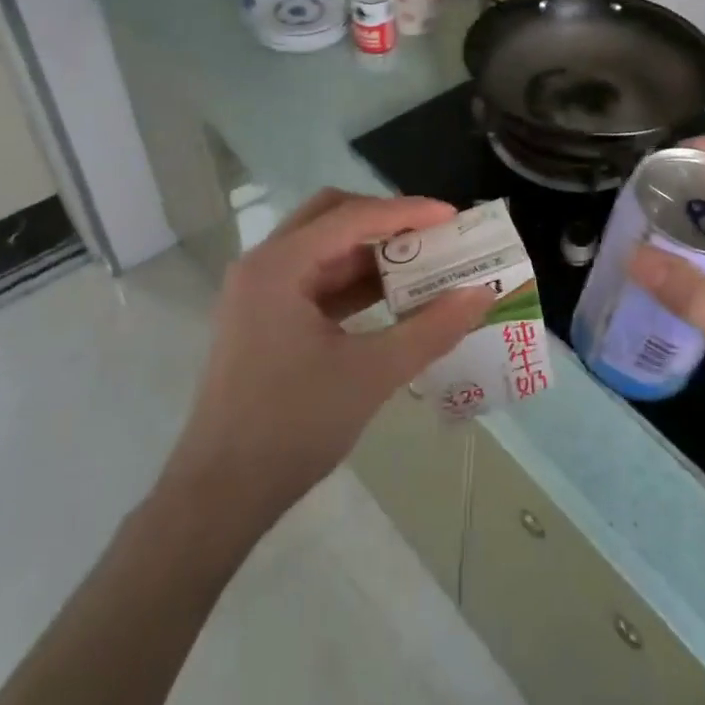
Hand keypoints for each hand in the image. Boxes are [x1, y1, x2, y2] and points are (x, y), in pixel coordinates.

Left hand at [166, 189, 493, 522]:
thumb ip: (431, 329)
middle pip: (331, 219)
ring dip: (371, 255)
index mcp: (279, 265)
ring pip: (323, 251)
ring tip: (424, 266)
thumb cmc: (293, 425)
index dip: (406, 211)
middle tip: (434, 235)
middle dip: (385, 222)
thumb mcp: (372, 374)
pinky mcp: (262, 321)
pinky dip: (353, 284)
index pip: (351, 217)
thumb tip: (482, 295)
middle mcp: (263, 266)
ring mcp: (259, 294)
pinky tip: (392, 300)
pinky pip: (314, 283)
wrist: (222, 492)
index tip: (453, 216)